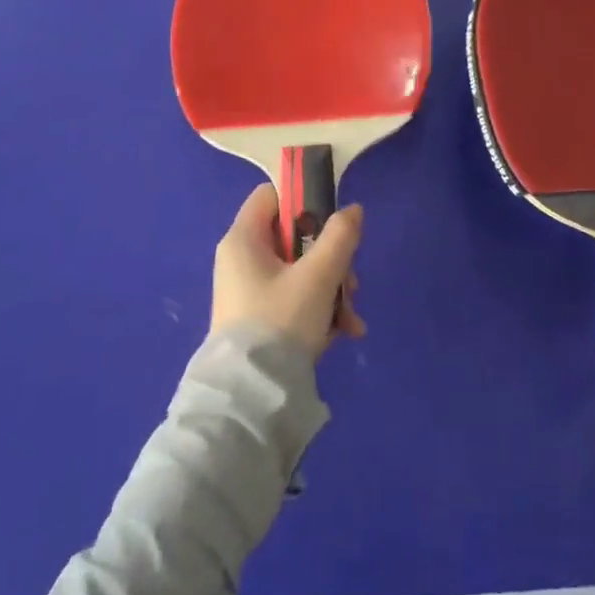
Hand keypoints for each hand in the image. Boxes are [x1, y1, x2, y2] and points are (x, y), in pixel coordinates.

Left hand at [211, 182, 365, 358]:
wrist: (251, 398)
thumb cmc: (281, 322)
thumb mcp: (319, 275)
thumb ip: (340, 236)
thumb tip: (352, 210)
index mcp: (243, 239)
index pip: (272, 195)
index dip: (304, 199)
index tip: (333, 219)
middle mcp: (242, 260)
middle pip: (295, 238)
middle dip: (331, 259)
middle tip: (350, 282)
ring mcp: (249, 292)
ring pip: (301, 271)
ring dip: (332, 289)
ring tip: (350, 318)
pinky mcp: (259, 320)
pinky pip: (295, 299)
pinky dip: (319, 311)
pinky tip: (342, 333)